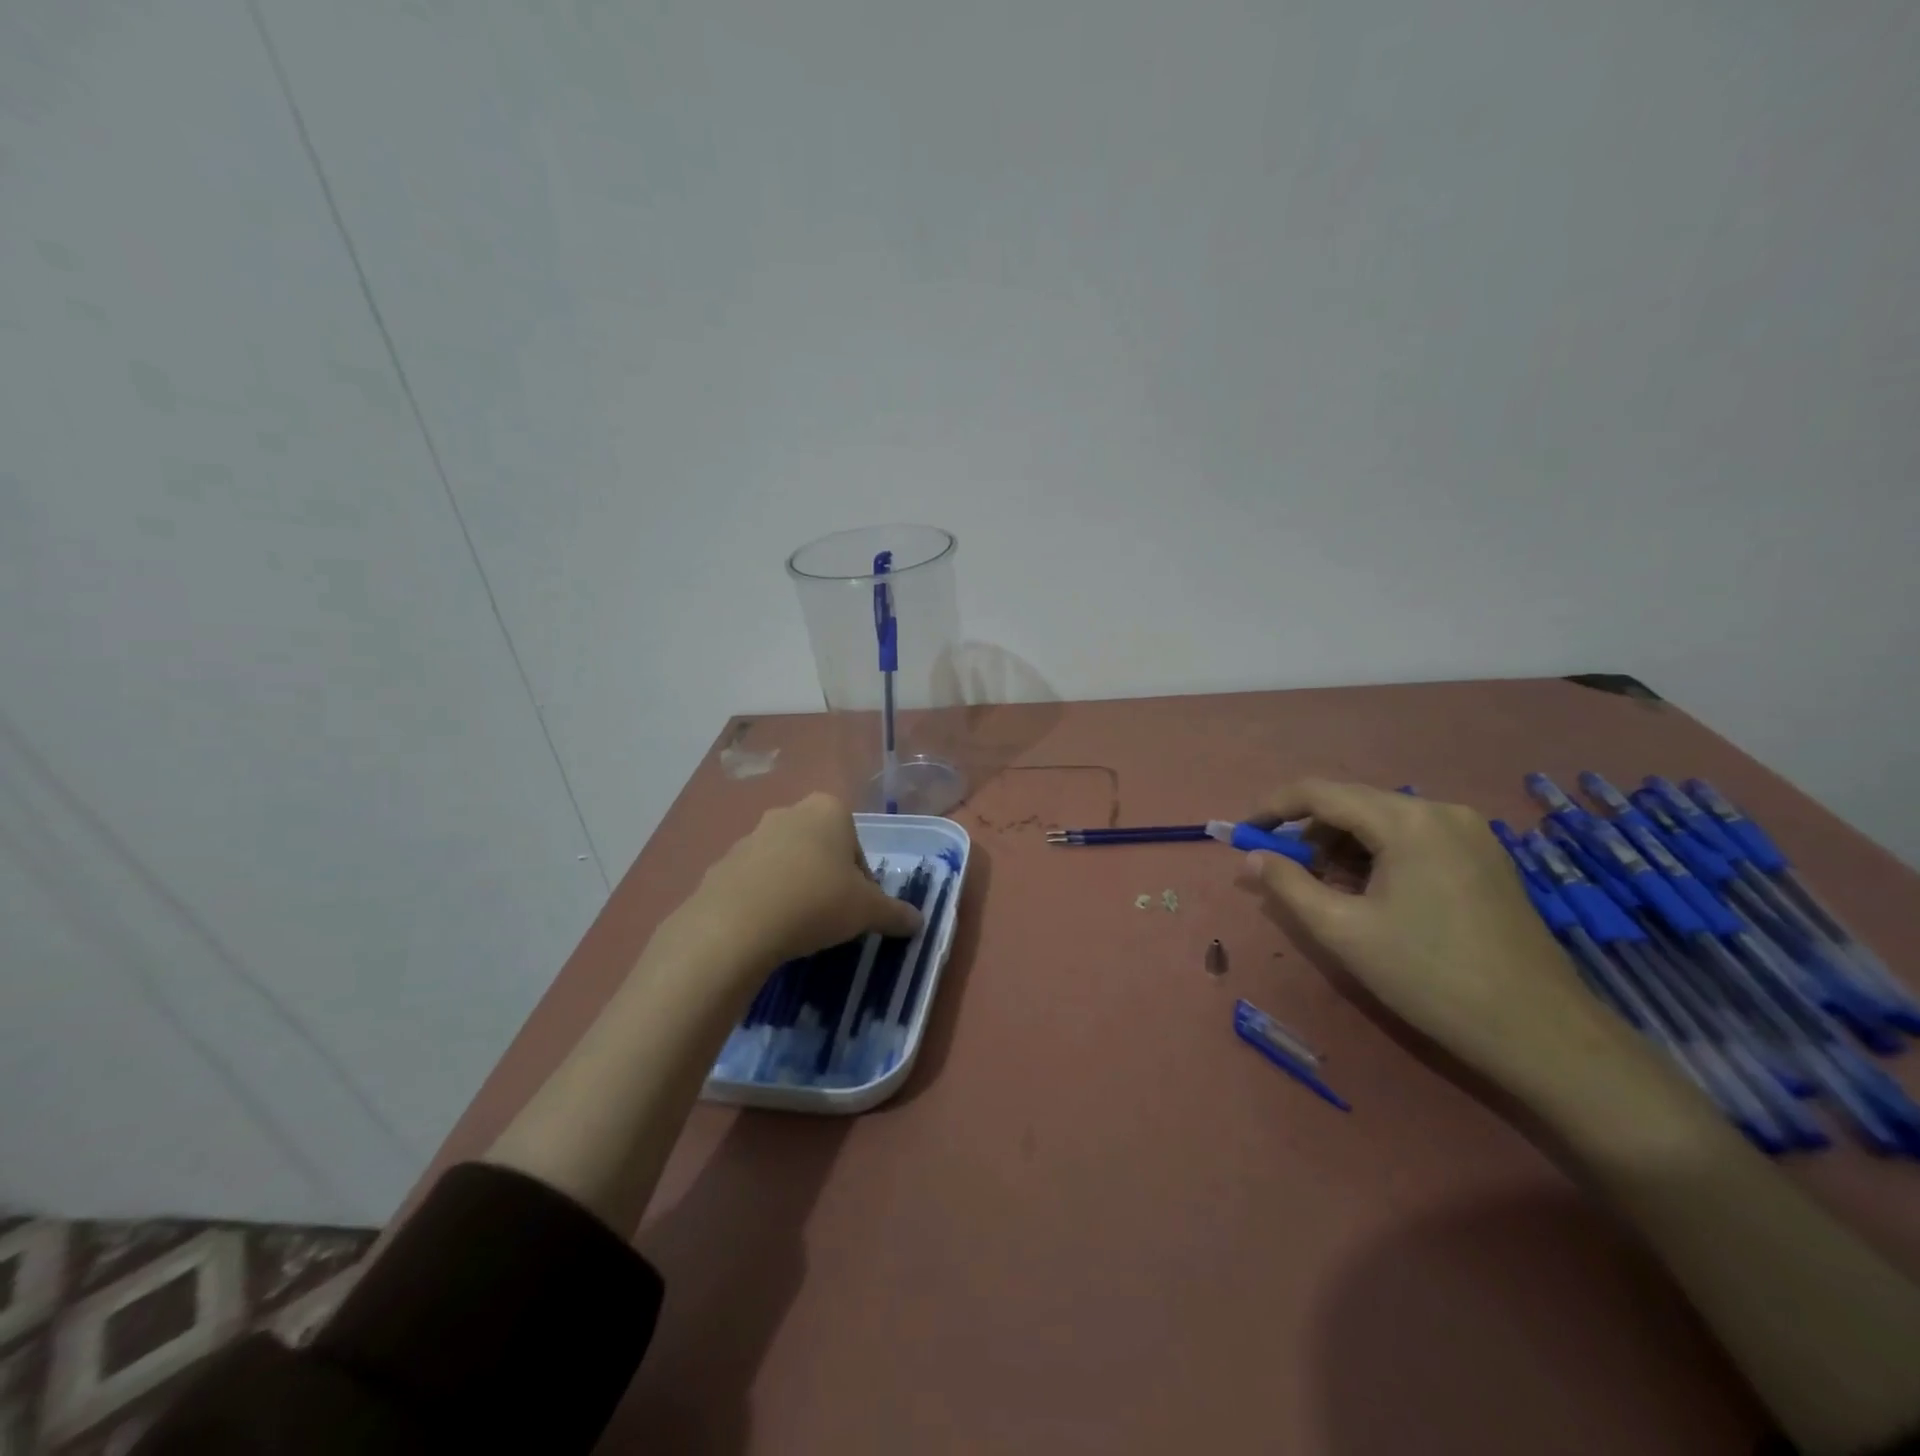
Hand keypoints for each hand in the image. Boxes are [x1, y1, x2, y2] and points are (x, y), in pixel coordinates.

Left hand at [681, 793, 922, 971]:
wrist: (736, 925)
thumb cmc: (816, 902)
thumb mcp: (868, 911)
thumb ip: (895, 913)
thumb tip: (919, 922)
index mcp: (828, 810)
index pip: (856, 846)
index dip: (862, 881)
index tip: (856, 909)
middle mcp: (788, 812)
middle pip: (820, 850)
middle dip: (827, 879)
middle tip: (830, 917)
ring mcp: (750, 836)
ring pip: (786, 864)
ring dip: (795, 888)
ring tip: (797, 927)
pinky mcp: (721, 863)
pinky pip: (754, 882)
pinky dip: (764, 900)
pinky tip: (767, 929)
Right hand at [1244, 779, 1634, 1093]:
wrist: (1539, 1031)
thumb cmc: (1429, 976)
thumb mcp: (1343, 931)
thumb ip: (1287, 885)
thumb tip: (1251, 857)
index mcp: (1406, 820)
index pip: (1320, 792)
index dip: (1273, 808)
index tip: (1244, 832)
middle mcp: (1440, 810)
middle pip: (1352, 804)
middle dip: (1310, 834)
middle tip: (1287, 874)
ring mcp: (1470, 832)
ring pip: (1382, 821)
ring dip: (1343, 847)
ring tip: (1330, 892)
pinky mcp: (1485, 856)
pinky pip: (1413, 838)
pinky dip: (1378, 856)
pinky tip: (1372, 895)